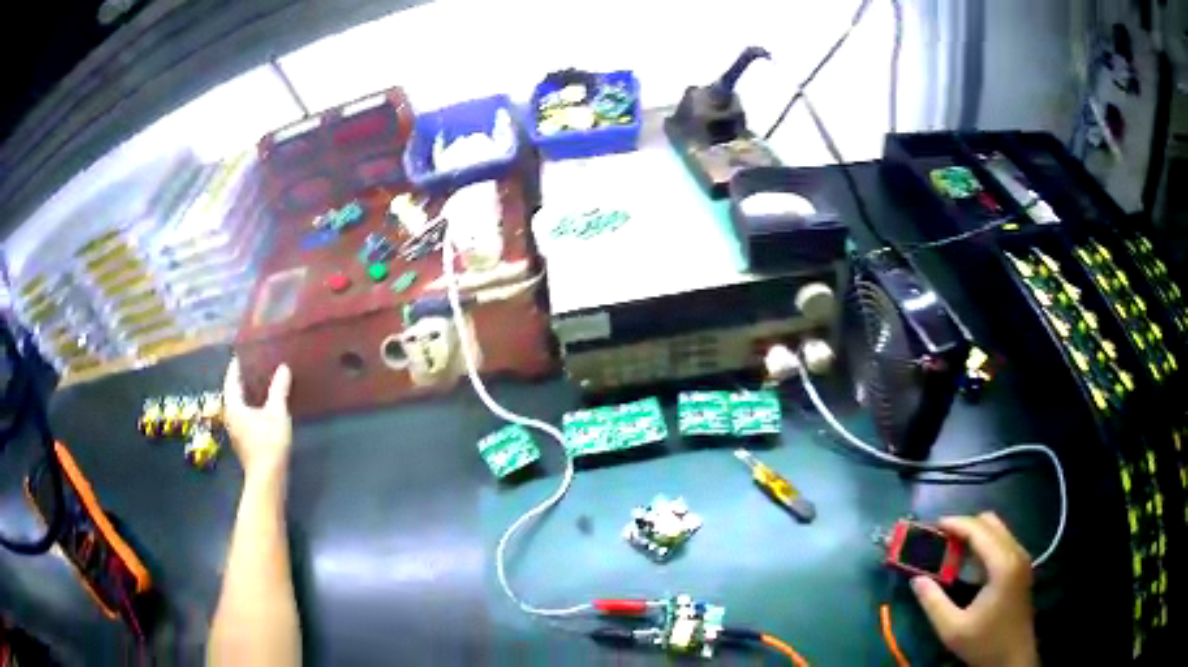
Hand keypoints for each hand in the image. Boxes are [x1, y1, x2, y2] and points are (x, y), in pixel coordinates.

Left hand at [223, 358, 292, 482]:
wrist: (267, 478)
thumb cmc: (268, 442)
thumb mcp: (276, 412)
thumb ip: (278, 389)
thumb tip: (283, 368)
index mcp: (233, 405)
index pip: (231, 378)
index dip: (237, 365)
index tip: (244, 352)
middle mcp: (230, 416)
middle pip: (234, 392)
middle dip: (244, 379)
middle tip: (256, 365)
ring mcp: (236, 431)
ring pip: (240, 406)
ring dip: (248, 394)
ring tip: (262, 384)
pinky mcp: (244, 442)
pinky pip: (245, 417)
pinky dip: (252, 407)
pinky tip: (264, 408)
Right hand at [911, 513, 1037, 666]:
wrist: (1013, 657)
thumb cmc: (984, 643)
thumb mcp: (952, 629)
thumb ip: (933, 603)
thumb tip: (916, 580)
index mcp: (1002, 564)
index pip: (979, 530)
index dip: (956, 523)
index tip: (933, 525)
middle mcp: (1016, 553)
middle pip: (990, 523)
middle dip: (965, 526)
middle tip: (941, 538)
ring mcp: (1022, 558)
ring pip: (998, 530)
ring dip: (975, 533)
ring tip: (951, 548)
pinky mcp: (1022, 567)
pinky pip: (1003, 541)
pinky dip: (984, 543)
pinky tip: (969, 561)